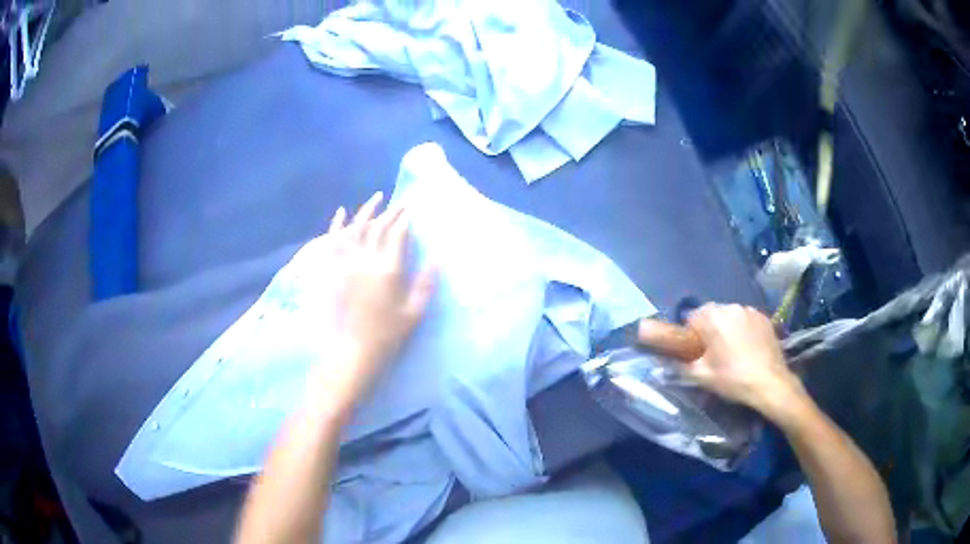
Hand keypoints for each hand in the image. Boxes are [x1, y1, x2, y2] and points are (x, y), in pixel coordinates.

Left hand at [317, 192, 434, 407]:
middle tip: (400, 202)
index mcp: (389, 271)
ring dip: (366, 211)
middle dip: (391, 212)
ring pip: (356, 229)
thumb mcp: (414, 313)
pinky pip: (333, 242)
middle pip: (379, 228)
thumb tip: (437, 260)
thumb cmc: (388, 335)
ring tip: (376, 198)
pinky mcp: (333, 271)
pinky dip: (336, 225)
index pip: (397, 236)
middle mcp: (367, 261)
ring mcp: (347, 264)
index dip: (405, 221)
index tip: (411, 210)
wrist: (354, 351)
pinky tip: (341, 212)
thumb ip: (425, 285)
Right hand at [684, 304, 806, 420]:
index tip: (695, 353)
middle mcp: (732, 306)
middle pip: (712, 314)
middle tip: (713, 355)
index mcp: (714, 317)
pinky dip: (743, 330)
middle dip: (709, 330)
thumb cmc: (733, 379)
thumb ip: (680, 365)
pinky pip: (746, 320)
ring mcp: (750, 311)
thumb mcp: (702, 376)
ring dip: (727, 329)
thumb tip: (665, 361)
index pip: (692, 317)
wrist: (770, 383)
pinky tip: (747, 349)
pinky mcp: (765, 318)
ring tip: (732, 352)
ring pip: (730, 317)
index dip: (690, 335)